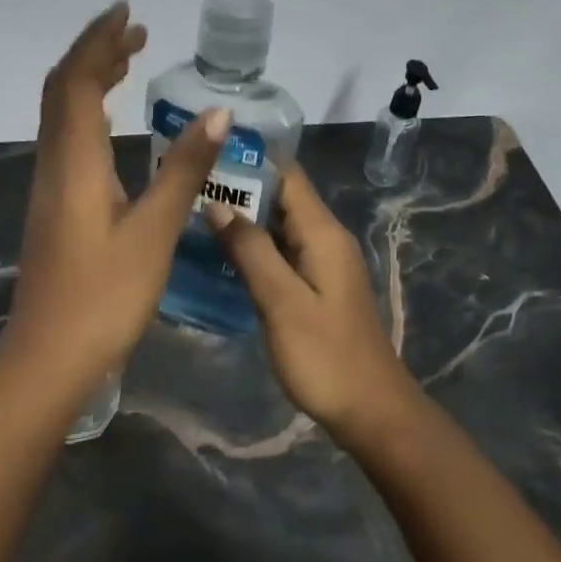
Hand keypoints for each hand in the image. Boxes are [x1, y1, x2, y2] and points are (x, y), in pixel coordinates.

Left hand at [5, 1, 230, 387]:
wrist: (49, 357)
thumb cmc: (105, 297)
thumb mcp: (155, 232)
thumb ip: (184, 171)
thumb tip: (216, 116)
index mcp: (75, 161)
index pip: (78, 81)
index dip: (99, 41)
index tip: (129, 13)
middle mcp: (55, 163)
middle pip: (63, 89)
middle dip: (95, 52)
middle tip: (137, 33)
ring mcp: (50, 185)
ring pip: (63, 114)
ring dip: (91, 79)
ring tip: (129, 62)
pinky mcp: (55, 205)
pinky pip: (68, 138)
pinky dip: (90, 111)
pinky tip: (114, 123)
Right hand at [208, 167, 422, 447]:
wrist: (372, 411)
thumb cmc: (326, 356)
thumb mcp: (282, 301)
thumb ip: (250, 250)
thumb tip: (218, 203)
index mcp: (323, 232)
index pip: (287, 174)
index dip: (250, 157)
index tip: (207, 150)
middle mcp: (325, 238)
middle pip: (281, 197)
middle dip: (239, 187)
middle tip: (188, 184)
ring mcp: (322, 263)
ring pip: (278, 226)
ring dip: (243, 217)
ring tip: (194, 210)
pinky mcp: (316, 286)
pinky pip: (281, 251)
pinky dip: (253, 246)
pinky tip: (219, 253)